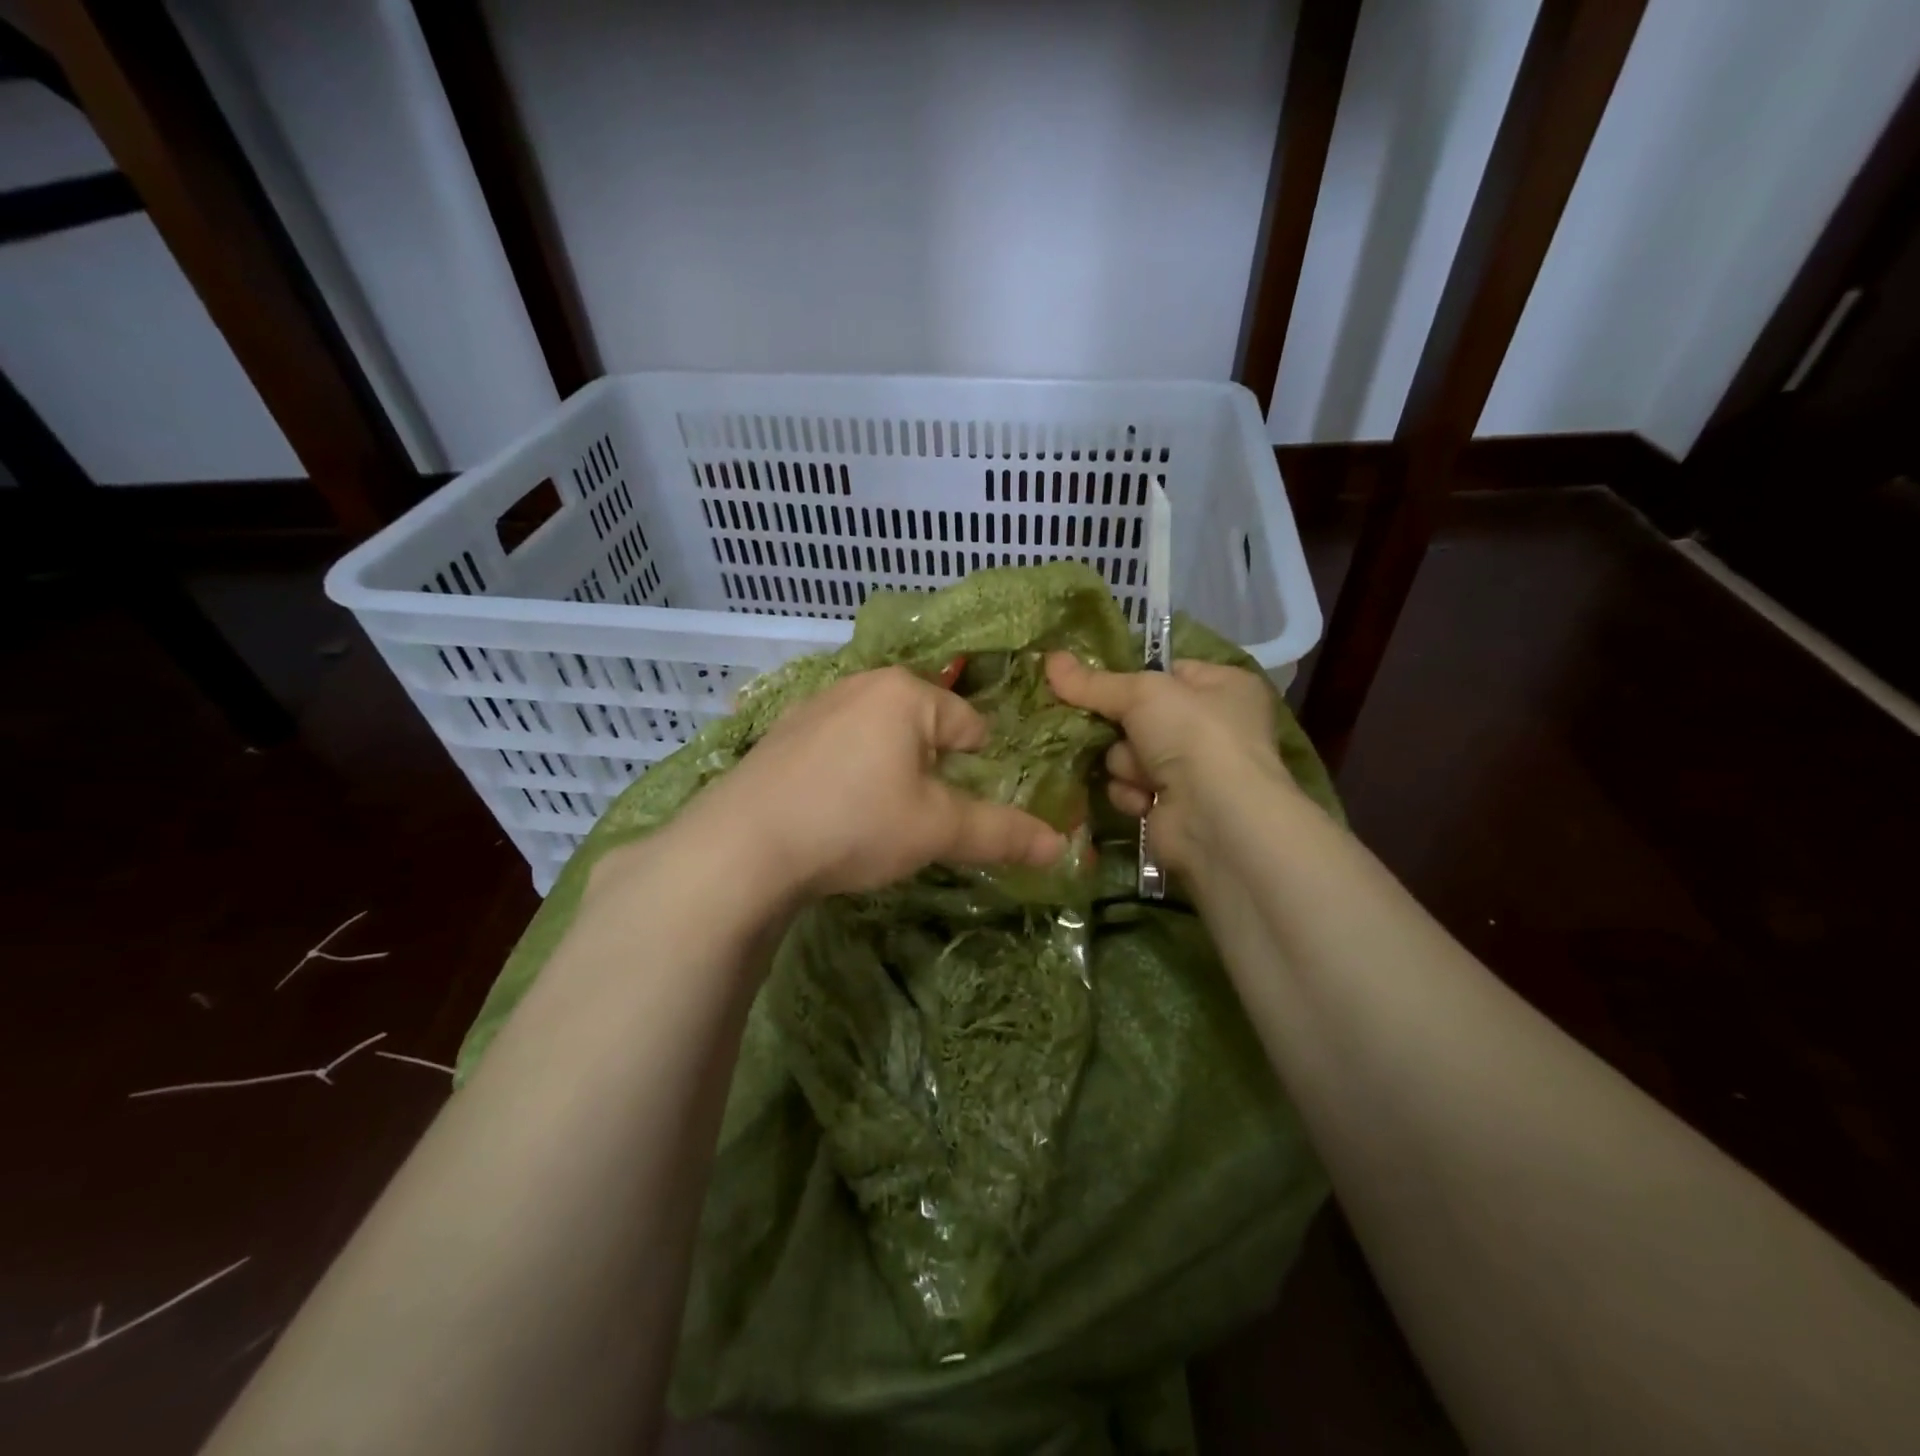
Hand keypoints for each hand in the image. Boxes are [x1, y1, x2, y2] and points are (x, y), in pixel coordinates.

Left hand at [688, 666, 1065, 899]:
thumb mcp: (936, 830)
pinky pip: (838, 747)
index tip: (958, 811)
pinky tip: (830, 811)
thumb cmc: (855, 823)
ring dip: (889, 772)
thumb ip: (1002, 833)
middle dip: (931, 771)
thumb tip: (1063, 848)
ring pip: (879, 736)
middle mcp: (861, 684)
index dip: (977, 771)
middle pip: (925, 727)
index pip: (972, 725)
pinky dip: (848, 774)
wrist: (742, 846)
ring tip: (873, 819)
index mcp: (907, 693)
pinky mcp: (782, 734)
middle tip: (916, 819)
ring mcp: (815, 705)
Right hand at [1045, 652, 1291, 874]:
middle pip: (1140, 716)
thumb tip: (1050, 658)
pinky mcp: (1174, 806)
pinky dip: (1131, 792)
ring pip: (1129, 754)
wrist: (1216, 818)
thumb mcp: (1141, 693)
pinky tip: (1144, 800)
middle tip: (1100, 726)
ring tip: (1141, 772)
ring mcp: (1195, 769)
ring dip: (1126, 763)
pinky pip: (1132, 788)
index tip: (1089, 681)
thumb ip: (1093, 682)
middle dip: (1120, 727)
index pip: (1166, 673)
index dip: (1131, 677)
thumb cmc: (1193, 736)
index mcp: (1224, 687)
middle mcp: (1214, 726)